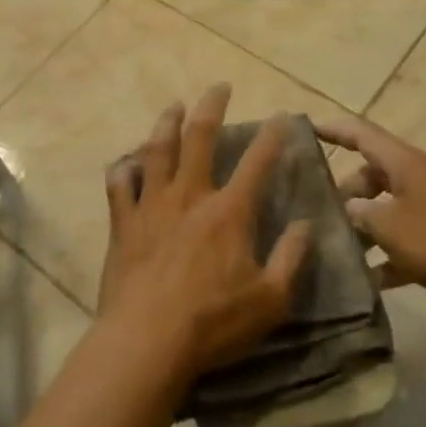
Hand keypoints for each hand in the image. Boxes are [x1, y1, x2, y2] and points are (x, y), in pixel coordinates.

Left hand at [99, 85, 312, 384]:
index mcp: (229, 211)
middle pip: (199, 137)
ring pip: (157, 150)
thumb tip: (306, 224)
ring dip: (166, 124)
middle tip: (219, 87)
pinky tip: (125, 163)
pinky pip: (119, 185)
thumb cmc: (214, 322)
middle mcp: (189, 195)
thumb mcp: (271, 299)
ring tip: (172, 107)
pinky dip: (123, 170)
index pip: (257, 162)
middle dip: (211, 107)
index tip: (282, 115)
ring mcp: (152, 205)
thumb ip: (292, 258)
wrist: (148, 339)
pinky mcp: (123, 222)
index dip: (273, 136)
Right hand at [318, 117, 425, 329]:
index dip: (333, 129)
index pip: (362, 134)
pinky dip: (387, 255)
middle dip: (344, 191)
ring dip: (364, 226)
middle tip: (318, 212)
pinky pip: (406, 241)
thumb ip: (360, 214)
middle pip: (372, 174)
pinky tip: (367, 280)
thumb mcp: (389, 225)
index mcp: (406, 164)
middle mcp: (419, 180)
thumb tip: (347, 210)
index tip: (304, 128)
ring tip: (337, 247)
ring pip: (387, 209)